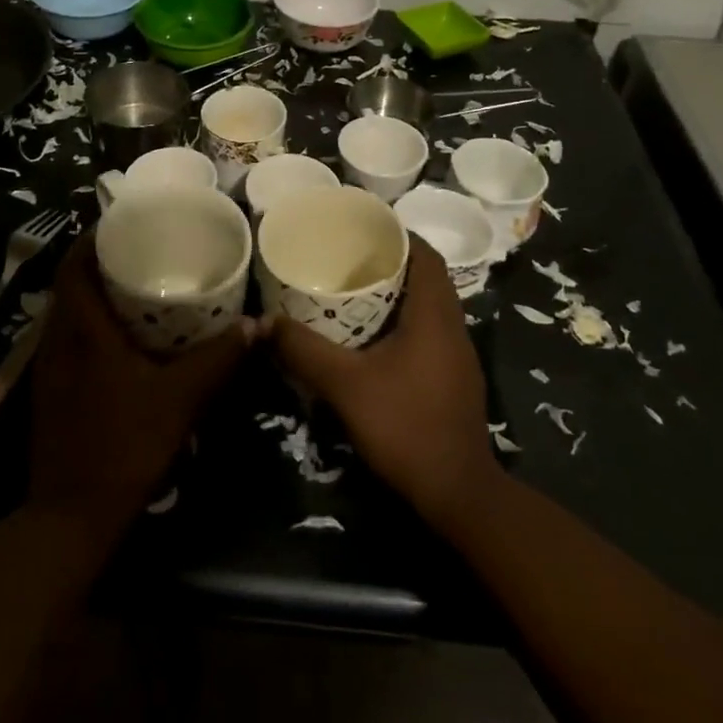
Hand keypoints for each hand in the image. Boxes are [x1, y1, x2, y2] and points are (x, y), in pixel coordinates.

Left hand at [29, 230, 249, 537]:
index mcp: (82, 331)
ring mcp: (48, 368)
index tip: (122, 222)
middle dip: (97, 261)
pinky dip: (88, 324)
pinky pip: (66, 338)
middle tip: (138, 248)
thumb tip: (257, 324)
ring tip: (132, 284)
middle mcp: (57, 341)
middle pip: (68, 284)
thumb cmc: (124, 445)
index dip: (91, 238)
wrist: (70, 517)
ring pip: (66, 313)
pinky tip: (120, 338)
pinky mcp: (49, 391)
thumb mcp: (180, 398)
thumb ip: (218, 358)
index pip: (73, 266)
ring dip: (91, 293)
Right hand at [265, 235, 497, 530]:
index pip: (427, 255)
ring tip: (358, 291)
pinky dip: (406, 322)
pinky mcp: (455, 379)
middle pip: (428, 278)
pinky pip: (431, 332)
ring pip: (431, 307)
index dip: (400, 235)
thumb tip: (263, 323)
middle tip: (351, 257)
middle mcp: (453, 327)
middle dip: (393, 263)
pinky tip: (375, 338)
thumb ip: (304, 350)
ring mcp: (459, 356)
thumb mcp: (345, 385)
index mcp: (434, 315)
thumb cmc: (405, 426)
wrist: (457, 493)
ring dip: (400, 294)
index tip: (365, 229)